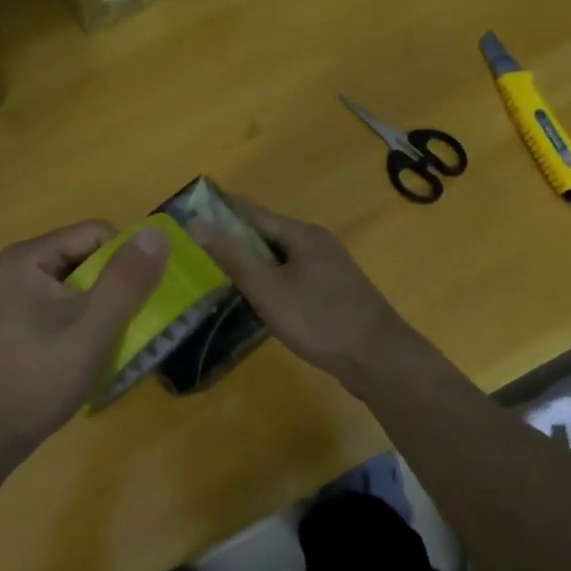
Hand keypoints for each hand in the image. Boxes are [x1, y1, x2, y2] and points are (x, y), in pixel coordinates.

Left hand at [0, 221, 168, 455]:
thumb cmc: (37, 379)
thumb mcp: (92, 329)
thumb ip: (126, 280)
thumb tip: (158, 233)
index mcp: (28, 259)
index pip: (96, 233)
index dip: (128, 259)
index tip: (144, 298)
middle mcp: (16, 270)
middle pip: (86, 259)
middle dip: (116, 288)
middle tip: (135, 324)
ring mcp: (12, 300)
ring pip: (76, 289)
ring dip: (103, 311)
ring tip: (116, 344)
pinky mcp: (14, 327)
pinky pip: (61, 311)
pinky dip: (83, 326)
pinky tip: (90, 356)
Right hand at [188, 197, 419, 388]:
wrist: (377, 358)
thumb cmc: (318, 319)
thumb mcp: (267, 289)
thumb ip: (233, 257)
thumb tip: (198, 223)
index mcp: (302, 235)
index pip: (254, 213)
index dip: (224, 213)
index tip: (193, 215)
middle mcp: (319, 243)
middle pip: (269, 235)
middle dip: (237, 241)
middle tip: (200, 252)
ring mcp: (331, 268)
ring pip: (283, 258)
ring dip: (256, 264)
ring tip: (223, 275)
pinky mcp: (336, 292)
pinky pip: (296, 277)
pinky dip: (274, 282)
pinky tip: (261, 299)